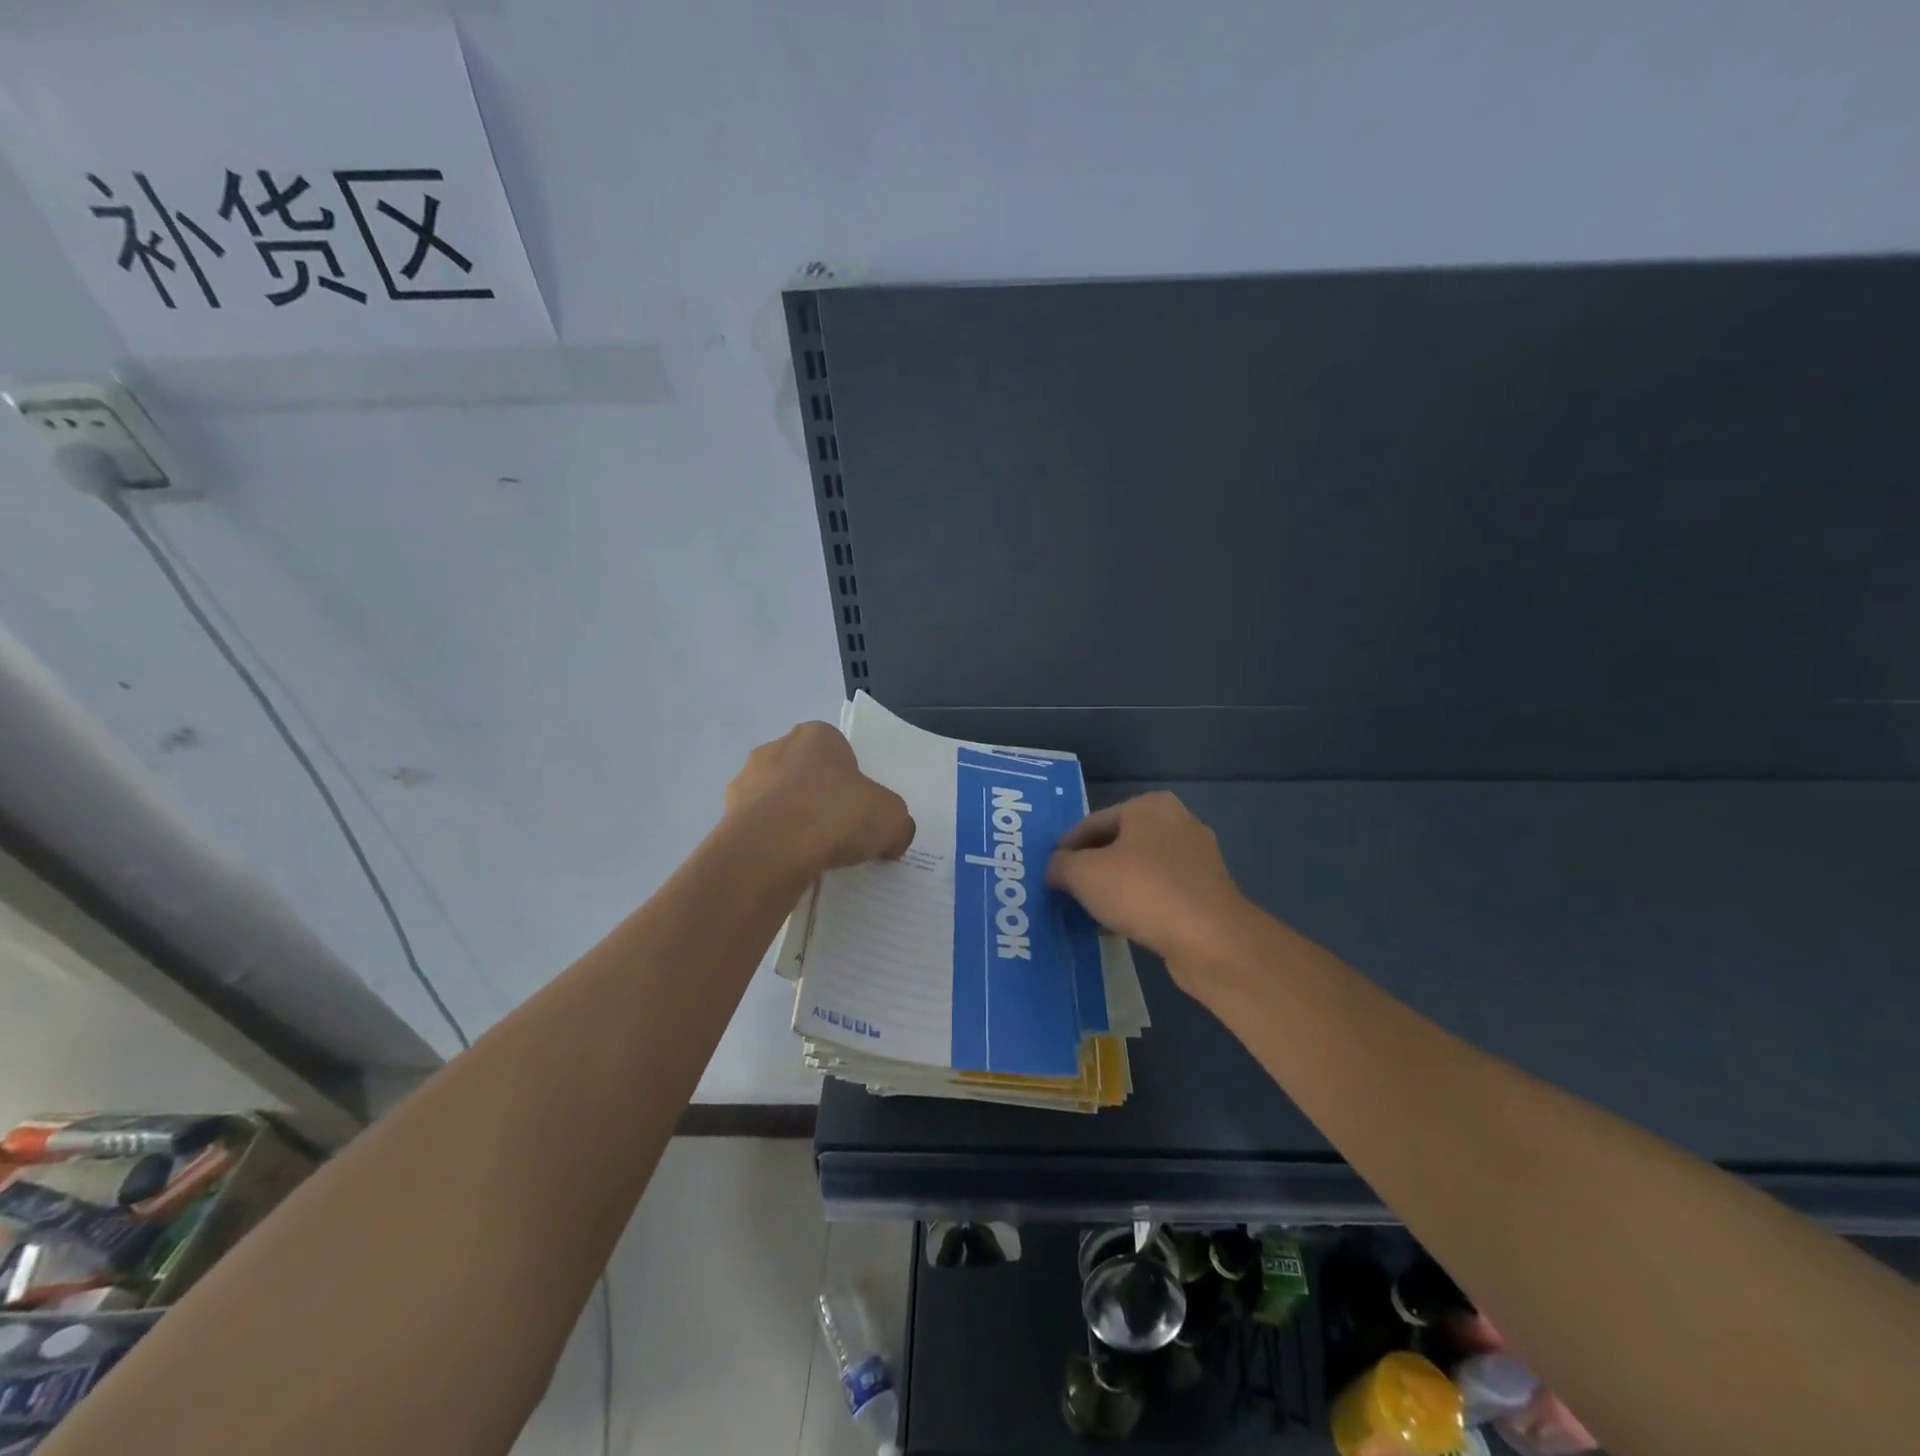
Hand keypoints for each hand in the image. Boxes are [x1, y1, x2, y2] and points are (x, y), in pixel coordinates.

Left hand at [725, 721, 914, 871]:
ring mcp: (745, 783)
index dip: (854, 782)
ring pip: (780, 802)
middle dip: (821, 800)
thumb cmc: (834, 816)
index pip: (840, 752)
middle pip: (807, 775)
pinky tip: (789, 867)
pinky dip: (774, 845)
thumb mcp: (891, 818)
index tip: (861, 811)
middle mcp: (775, 749)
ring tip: (814, 857)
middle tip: (841, 835)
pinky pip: (760, 830)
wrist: (768, 854)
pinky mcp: (727, 818)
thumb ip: (897, 824)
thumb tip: (891, 840)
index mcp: (815, 736)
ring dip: (794, 823)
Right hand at [1046, 792, 1249, 982]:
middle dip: (1090, 869)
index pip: (1092, 822)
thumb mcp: (1084, 874)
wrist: (1211, 940)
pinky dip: (1136, 905)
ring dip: (1112, 889)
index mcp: (1149, 806)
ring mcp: (1197, 859)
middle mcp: (1177, 823)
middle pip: (1117, 844)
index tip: (1048, 872)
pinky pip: (1159, 893)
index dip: (1065, 847)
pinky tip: (1116, 927)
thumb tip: (1053, 868)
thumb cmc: (1142, 891)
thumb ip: (1059, 865)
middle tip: (1064, 891)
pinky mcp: (1206, 893)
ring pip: (1138, 871)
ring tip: (1086, 912)